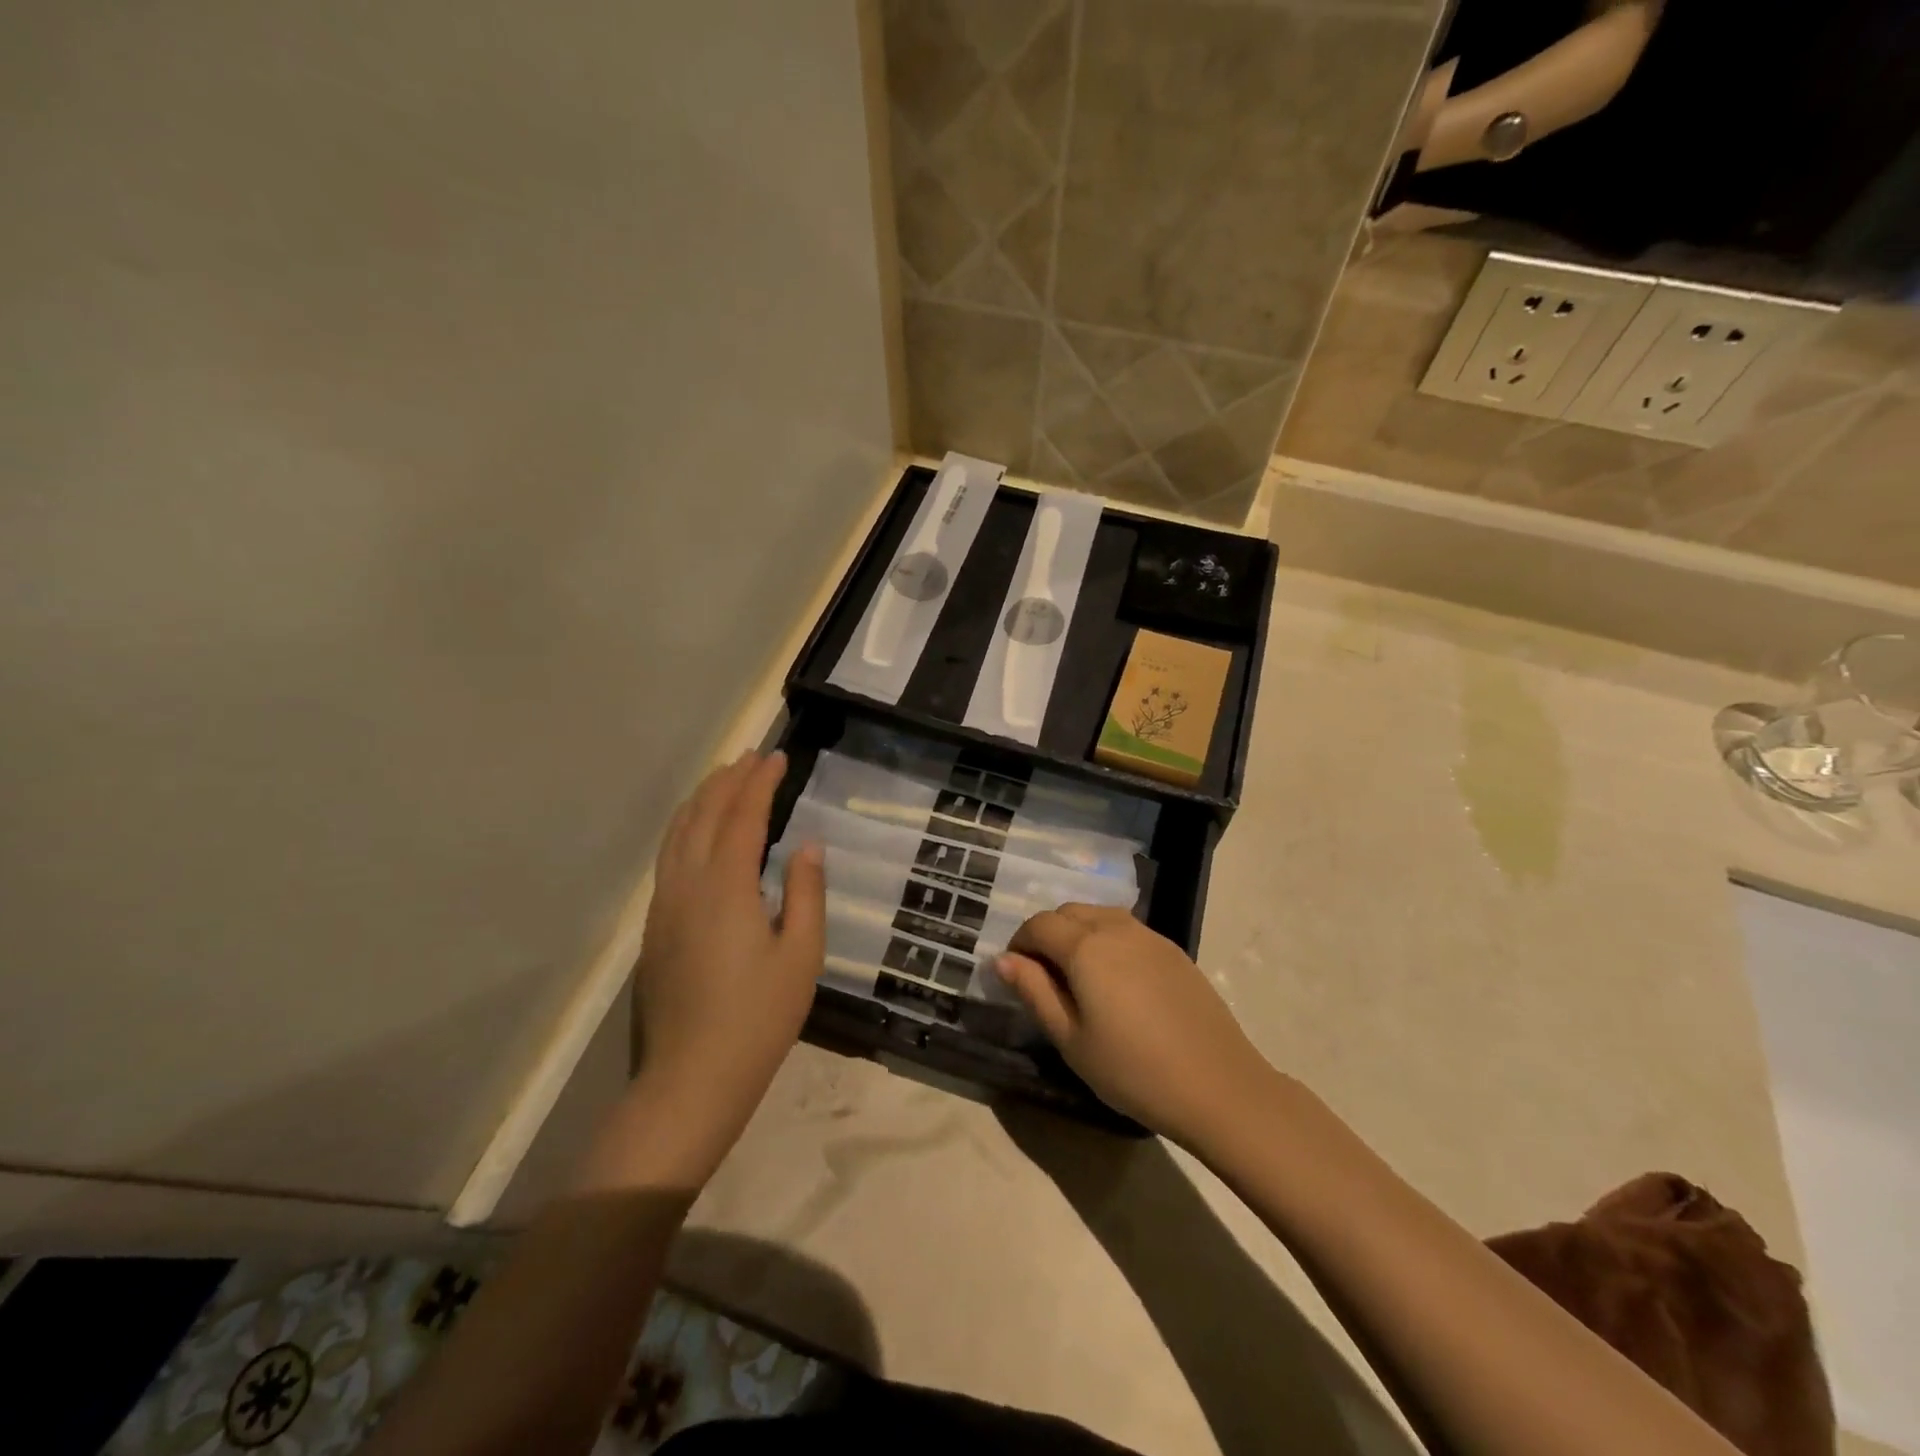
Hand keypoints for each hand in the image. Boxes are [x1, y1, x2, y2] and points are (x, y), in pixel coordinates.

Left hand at [629, 751, 823, 1159]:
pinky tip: (696, 832)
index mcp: (726, 886)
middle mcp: (687, 884)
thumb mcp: (801, 955)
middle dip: (728, 780)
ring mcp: (664, 905)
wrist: (691, 1077)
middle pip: (703, 815)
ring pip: (677, 833)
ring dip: (701, 799)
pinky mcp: (654, 926)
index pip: (742, 816)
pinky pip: (668, 857)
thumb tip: (808, 845)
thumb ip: (807, 892)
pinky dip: (684, 828)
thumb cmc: (758, 1017)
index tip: (777, 757)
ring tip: (723, 779)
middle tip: (752, 756)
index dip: (760, 783)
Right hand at [995, 905, 1272, 1148]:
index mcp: (1085, 946)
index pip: (1039, 925)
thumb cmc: (1133, 1070)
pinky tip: (1115, 981)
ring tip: (1077, 977)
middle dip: (1047, 934)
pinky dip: (1107, 940)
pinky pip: (1127, 930)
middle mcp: (1116, 928)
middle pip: (1069, 912)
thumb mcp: (1071, 1039)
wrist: (1219, 1086)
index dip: (1019, 943)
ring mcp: (1149, 936)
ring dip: (1077, 933)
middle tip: (1043, 976)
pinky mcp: (1173, 950)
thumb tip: (1003, 960)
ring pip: (1099, 916)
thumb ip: (1034, 992)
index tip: (1014, 973)